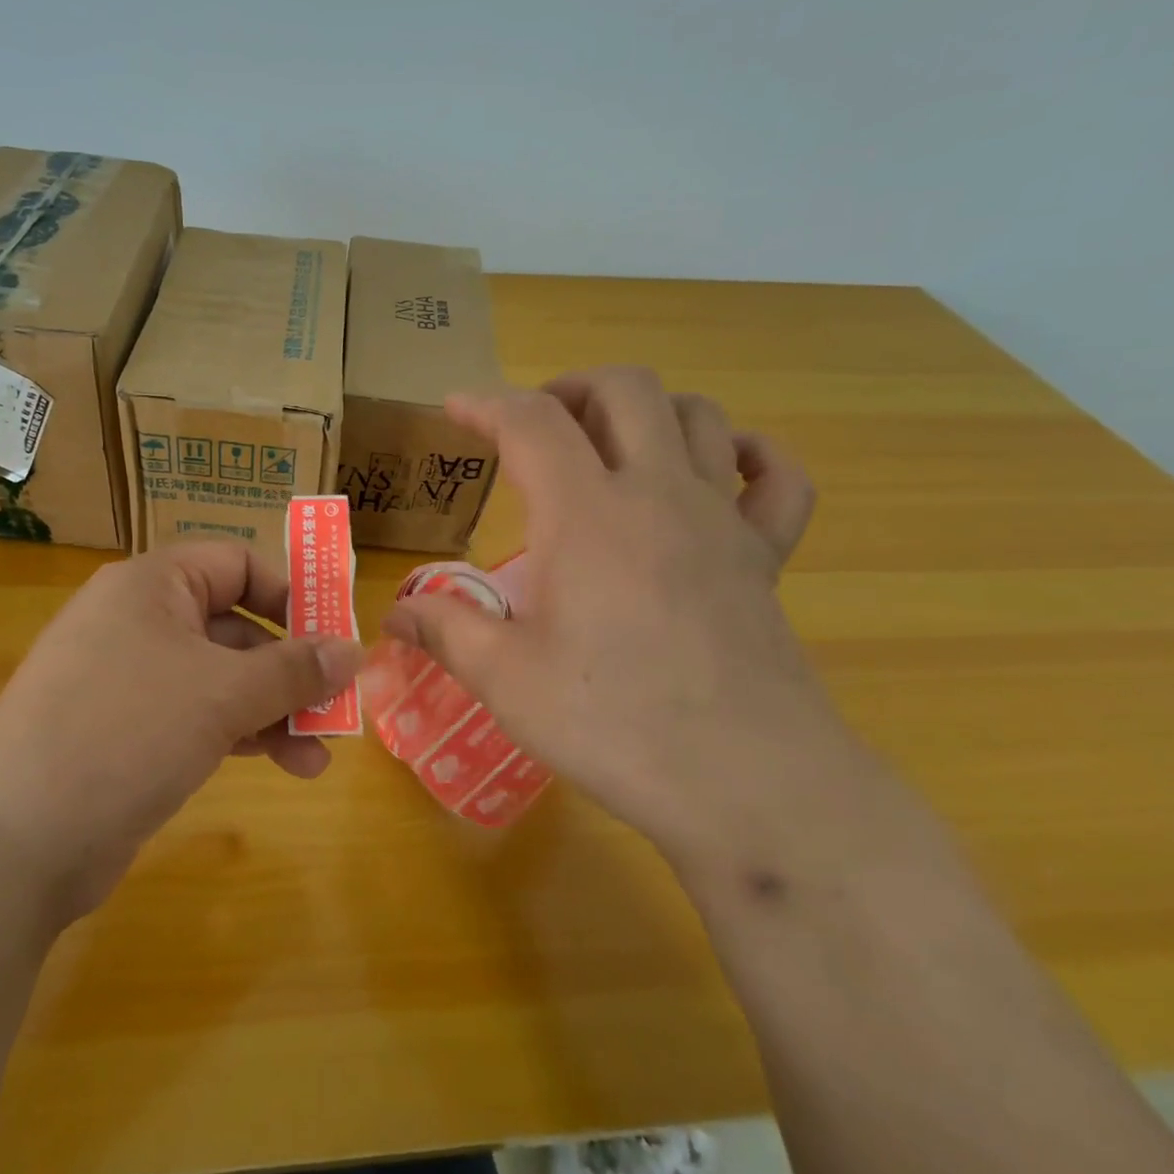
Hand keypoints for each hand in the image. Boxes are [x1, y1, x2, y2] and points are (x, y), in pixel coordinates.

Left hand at [0, 542, 360, 923]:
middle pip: (235, 627)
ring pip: (220, 679)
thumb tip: (353, 650)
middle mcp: (138, 622)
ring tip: (319, 757)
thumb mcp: (223, 693)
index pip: (236, 564)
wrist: (14, 842)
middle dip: (290, 669)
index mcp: (152, 586)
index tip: (332, 636)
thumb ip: (293, 669)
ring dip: (274, 711)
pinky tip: (283, 765)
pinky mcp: (126, 733)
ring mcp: (129, 680)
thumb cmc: (127, 732)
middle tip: (337, 705)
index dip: (289, 594)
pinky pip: (197, 716)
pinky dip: (240, 734)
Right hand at [382, 366, 858, 872]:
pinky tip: (717, 472)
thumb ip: (446, 630)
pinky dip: (748, 455)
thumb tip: (395, 612)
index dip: (485, 404)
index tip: (455, 409)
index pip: (531, 422)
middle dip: (570, 388)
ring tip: (609, 445)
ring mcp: (721, 521)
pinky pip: (777, 478)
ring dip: (647, 411)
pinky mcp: (765, 558)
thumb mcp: (507, 681)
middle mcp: (658, 494)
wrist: (750, 785)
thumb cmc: (616, 724)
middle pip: (624, 389)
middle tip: (535, 426)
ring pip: (699, 416)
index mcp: (586, 514)